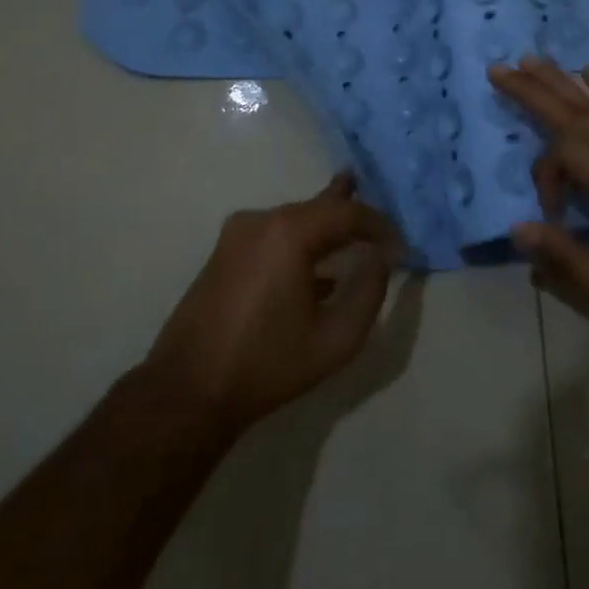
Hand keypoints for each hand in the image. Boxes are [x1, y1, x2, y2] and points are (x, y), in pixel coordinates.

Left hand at [144, 174, 403, 439]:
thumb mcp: (336, 338)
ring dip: (324, 226)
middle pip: (317, 207)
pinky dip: (300, 241)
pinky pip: (274, 235)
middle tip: (374, 199)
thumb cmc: (268, 364)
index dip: (379, 225)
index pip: (347, 213)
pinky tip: (315, 263)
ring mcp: (237, 234)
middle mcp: (262, 220)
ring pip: (294, 219)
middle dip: (349, 209)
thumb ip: (368, 292)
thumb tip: (380, 259)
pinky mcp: (224, 253)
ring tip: (350, 225)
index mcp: (289, 232)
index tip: (400, 247)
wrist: (189, 390)